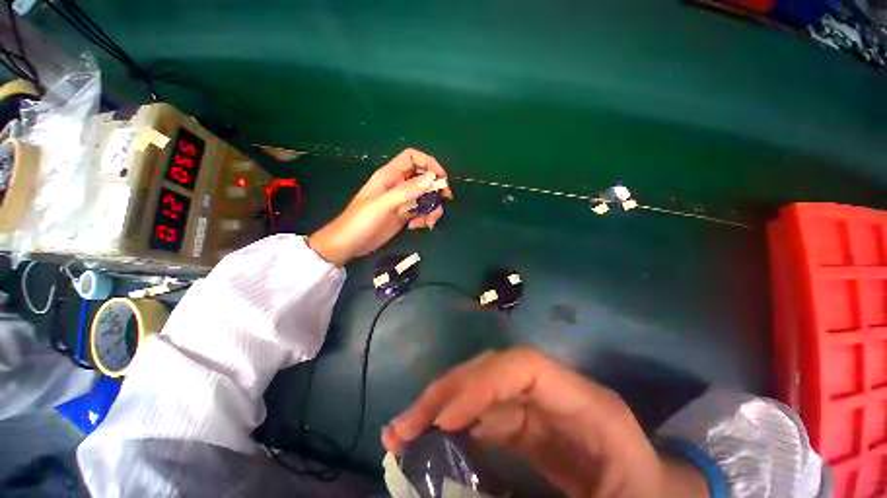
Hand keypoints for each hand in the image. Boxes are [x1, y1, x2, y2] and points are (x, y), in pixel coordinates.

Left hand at [308, 148, 451, 265]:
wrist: (349, 244)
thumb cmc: (360, 221)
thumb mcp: (382, 205)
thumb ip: (406, 191)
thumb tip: (431, 178)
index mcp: (390, 175)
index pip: (412, 158)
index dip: (428, 163)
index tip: (441, 178)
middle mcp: (398, 185)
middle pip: (423, 178)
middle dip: (436, 188)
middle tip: (445, 199)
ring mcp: (402, 201)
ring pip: (425, 197)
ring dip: (432, 208)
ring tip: (427, 222)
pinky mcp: (404, 215)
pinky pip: (421, 212)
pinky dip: (424, 218)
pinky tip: (416, 227)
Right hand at [382, 347, 707, 497]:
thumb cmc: (642, 496)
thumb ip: (545, 496)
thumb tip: (475, 492)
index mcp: (584, 402)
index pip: (524, 366)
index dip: (482, 382)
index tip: (446, 419)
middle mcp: (555, 393)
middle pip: (493, 370)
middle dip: (448, 392)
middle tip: (406, 425)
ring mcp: (539, 406)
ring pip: (482, 389)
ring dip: (442, 405)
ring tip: (405, 429)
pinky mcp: (528, 425)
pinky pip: (484, 415)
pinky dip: (456, 424)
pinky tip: (432, 440)